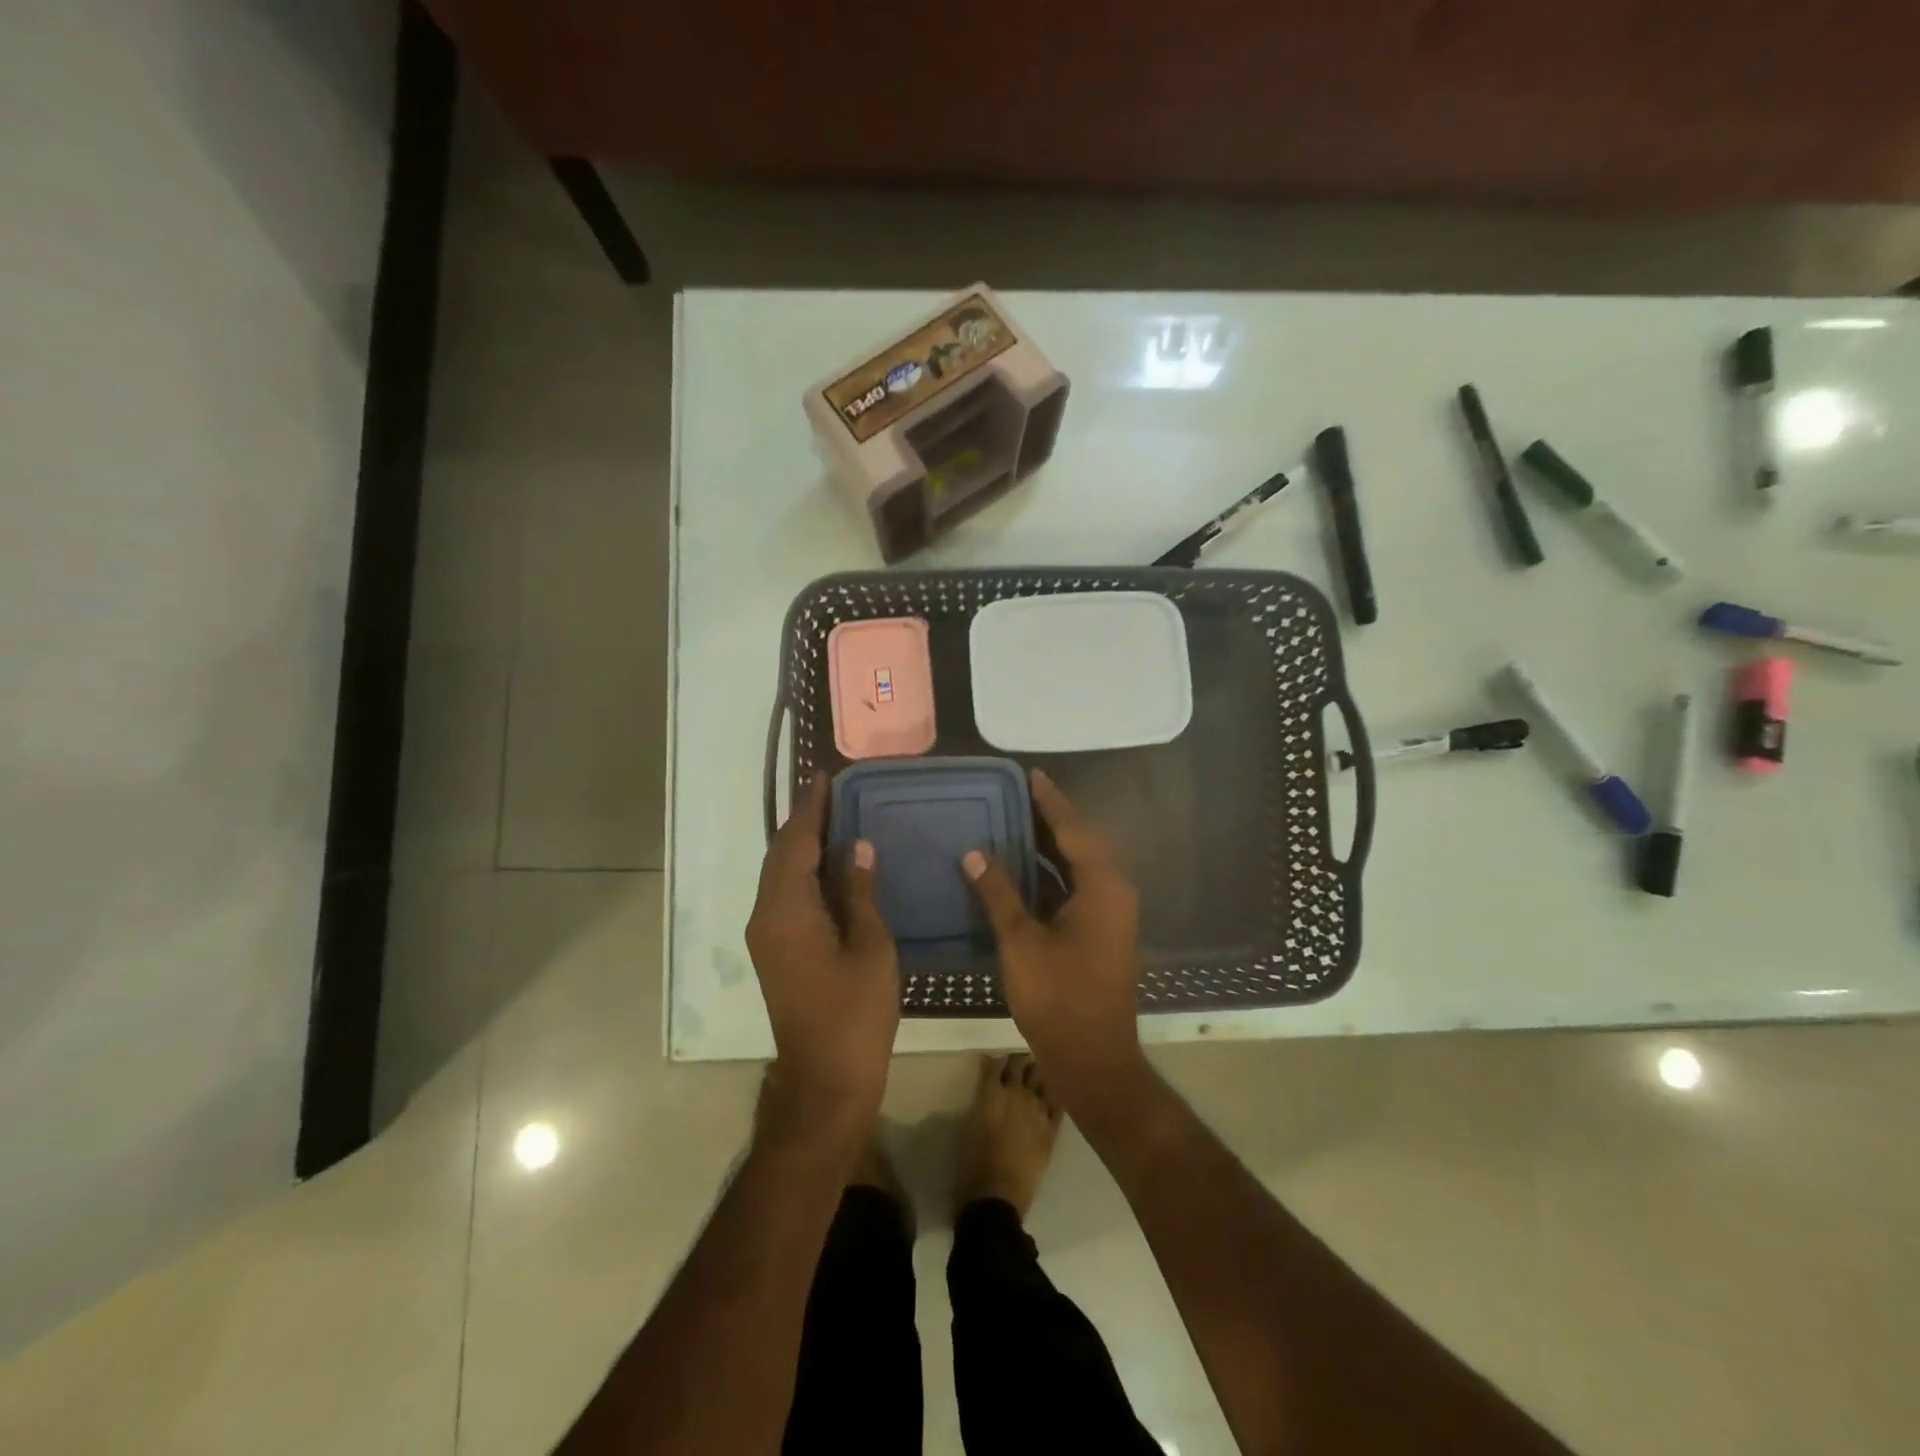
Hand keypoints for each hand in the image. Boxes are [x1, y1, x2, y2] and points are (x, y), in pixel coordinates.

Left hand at [746, 773, 899, 1136]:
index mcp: (788, 910)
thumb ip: (860, 892)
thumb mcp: (870, 947)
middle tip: (833, 794)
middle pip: (780, 855)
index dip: (811, 809)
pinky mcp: (774, 952)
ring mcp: (766, 936)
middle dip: (803, 822)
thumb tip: (857, 847)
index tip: (824, 778)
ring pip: (779, 876)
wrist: (825, 1079)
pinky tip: (829, 867)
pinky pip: (784, 896)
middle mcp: (767, 916)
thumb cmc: (856, 1013)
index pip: (796, 843)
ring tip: (834, 821)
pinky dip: (802, 872)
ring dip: (801, 846)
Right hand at [964, 771, 1146, 1105]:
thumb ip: (998, 894)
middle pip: (1079, 843)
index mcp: (1102, 887)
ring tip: (1013, 820)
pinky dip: (1050, 874)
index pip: (1073, 829)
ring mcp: (1109, 914)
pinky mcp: (1100, 932)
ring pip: (1077, 867)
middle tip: (1014, 793)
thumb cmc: (1059, 998)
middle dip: (1048, 818)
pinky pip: (1075, 888)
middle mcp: (1113, 892)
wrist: (1094, 1060)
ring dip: (1048, 846)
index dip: (1050, 801)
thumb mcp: (1022, 943)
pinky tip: (1021, 869)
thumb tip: (974, 853)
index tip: (1030, 774)